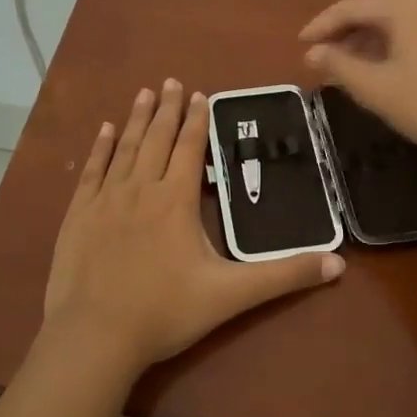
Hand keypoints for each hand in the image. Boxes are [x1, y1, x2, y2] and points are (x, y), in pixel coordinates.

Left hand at [43, 80, 344, 374]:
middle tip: (173, 81)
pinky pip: (92, 170)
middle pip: (158, 139)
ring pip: (126, 147)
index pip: (191, 148)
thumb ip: (283, 276)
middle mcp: (141, 188)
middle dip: (169, 109)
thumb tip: (337, 263)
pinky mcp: (79, 214)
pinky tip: (104, 130)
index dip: (197, 121)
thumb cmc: (165, 312)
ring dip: (137, 118)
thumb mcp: (231, 295)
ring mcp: (106, 199)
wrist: (95, 336)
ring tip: (146, 93)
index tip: (201, 95)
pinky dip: (100, 147)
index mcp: (176, 200)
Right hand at [299, 0, 416, 158]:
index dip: (324, 24)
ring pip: (397, 8)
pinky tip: (379, 58)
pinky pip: (415, 20)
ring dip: (368, 26)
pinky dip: (391, 32)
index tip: (301, 43)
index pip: (354, 4)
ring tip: (345, 56)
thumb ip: (339, 65)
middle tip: (323, 44)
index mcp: (405, 3)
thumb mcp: (375, 88)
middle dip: (346, 18)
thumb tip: (313, 52)